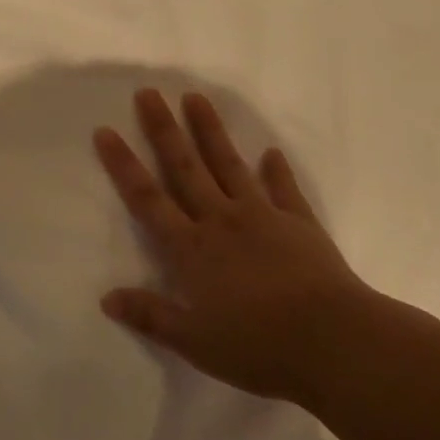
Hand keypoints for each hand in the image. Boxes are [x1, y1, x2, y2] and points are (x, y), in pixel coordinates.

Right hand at [95, 89, 374, 406]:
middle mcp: (221, 221)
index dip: (124, 165)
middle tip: (149, 93)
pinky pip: (284, 189)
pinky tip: (271, 153)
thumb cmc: (257, 346)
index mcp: (192, 249)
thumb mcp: (195, 341)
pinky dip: (277, 170)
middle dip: (163, 130)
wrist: (334, 341)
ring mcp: (263, 216)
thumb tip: (106, 298)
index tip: (106, 131)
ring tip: (196, 98)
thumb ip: (151, 315)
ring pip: (229, 165)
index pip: (148, 199)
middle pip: (185, 168)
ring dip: (211, 131)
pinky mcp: (299, 223)